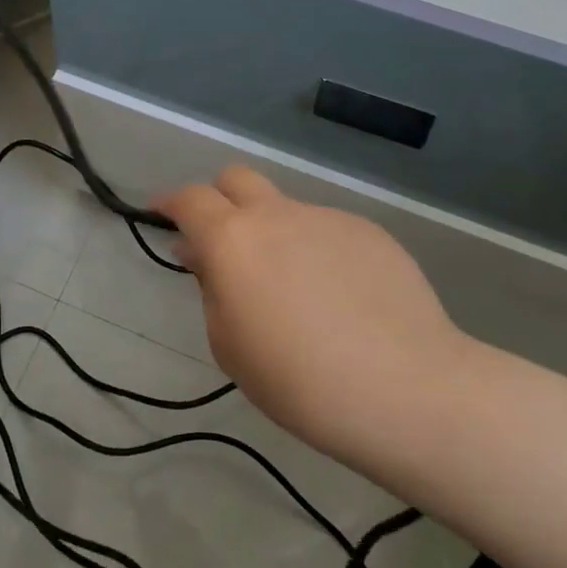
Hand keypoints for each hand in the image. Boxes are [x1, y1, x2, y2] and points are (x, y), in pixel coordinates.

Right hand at [155, 167, 469, 467]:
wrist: (405, 389)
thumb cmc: (299, 381)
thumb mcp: (230, 346)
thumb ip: (211, 288)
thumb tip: (203, 255)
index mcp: (233, 240)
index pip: (190, 199)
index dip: (170, 202)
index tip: (161, 212)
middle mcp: (277, 215)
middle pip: (236, 178)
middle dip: (219, 198)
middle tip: (222, 240)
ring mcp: (327, 218)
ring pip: (285, 210)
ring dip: (274, 234)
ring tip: (295, 292)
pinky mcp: (368, 231)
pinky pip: (326, 232)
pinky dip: (316, 252)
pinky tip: (339, 298)